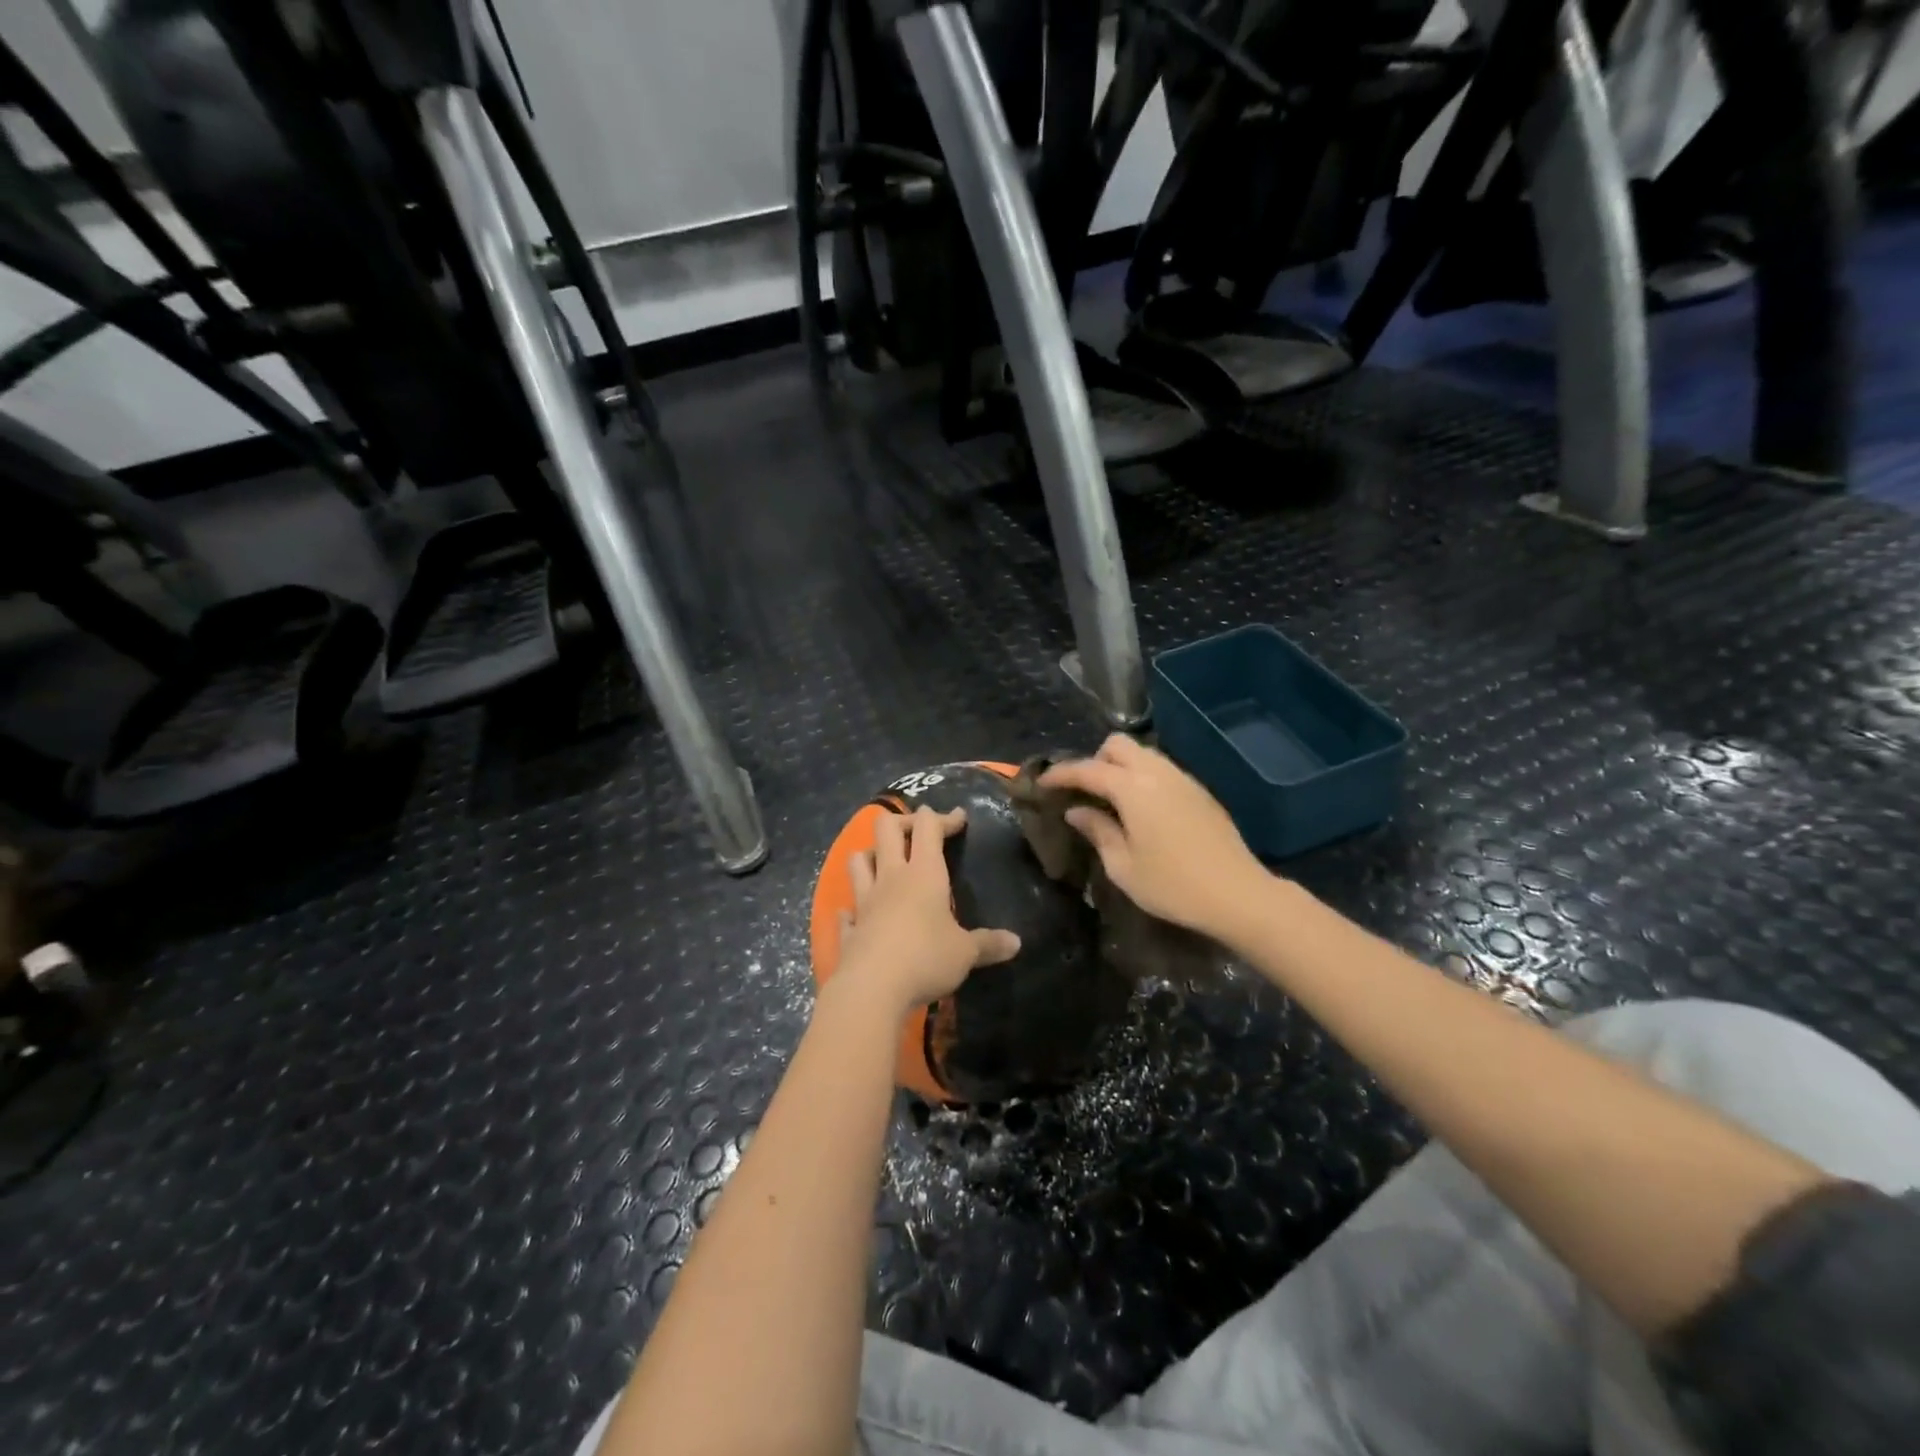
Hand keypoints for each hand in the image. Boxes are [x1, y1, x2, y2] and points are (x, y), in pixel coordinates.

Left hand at [833, 805, 1020, 1016]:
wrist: (872, 988)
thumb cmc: (926, 958)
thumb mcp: (966, 953)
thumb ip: (988, 943)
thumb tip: (1017, 943)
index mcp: (924, 874)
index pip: (928, 828)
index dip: (943, 817)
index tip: (958, 818)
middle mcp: (891, 878)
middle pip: (886, 828)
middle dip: (903, 821)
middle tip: (919, 831)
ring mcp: (865, 902)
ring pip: (859, 860)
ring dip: (871, 854)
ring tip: (885, 863)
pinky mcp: (850, 929)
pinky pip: (847, 911)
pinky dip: (852, 909)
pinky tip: (856, 914)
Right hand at [1040, 735, 1270, 941]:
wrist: (1238, 894)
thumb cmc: (1173, 886)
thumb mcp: (1123, 866)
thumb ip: (1098, 831)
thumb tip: (1077, 811)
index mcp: (1133, 789)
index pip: (1088, 769)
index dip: (1061, 774)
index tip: (1042, 783)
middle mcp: (1157, 773)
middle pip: (1118, 744)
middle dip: (1095, 760)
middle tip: (1085, 791)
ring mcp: (1183, 779)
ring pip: (1143, 753)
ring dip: (1121, 767)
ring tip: (1111, 800)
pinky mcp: (1199, 791)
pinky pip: (1162, 769)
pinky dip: (1143, 777)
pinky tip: (1142, 809)